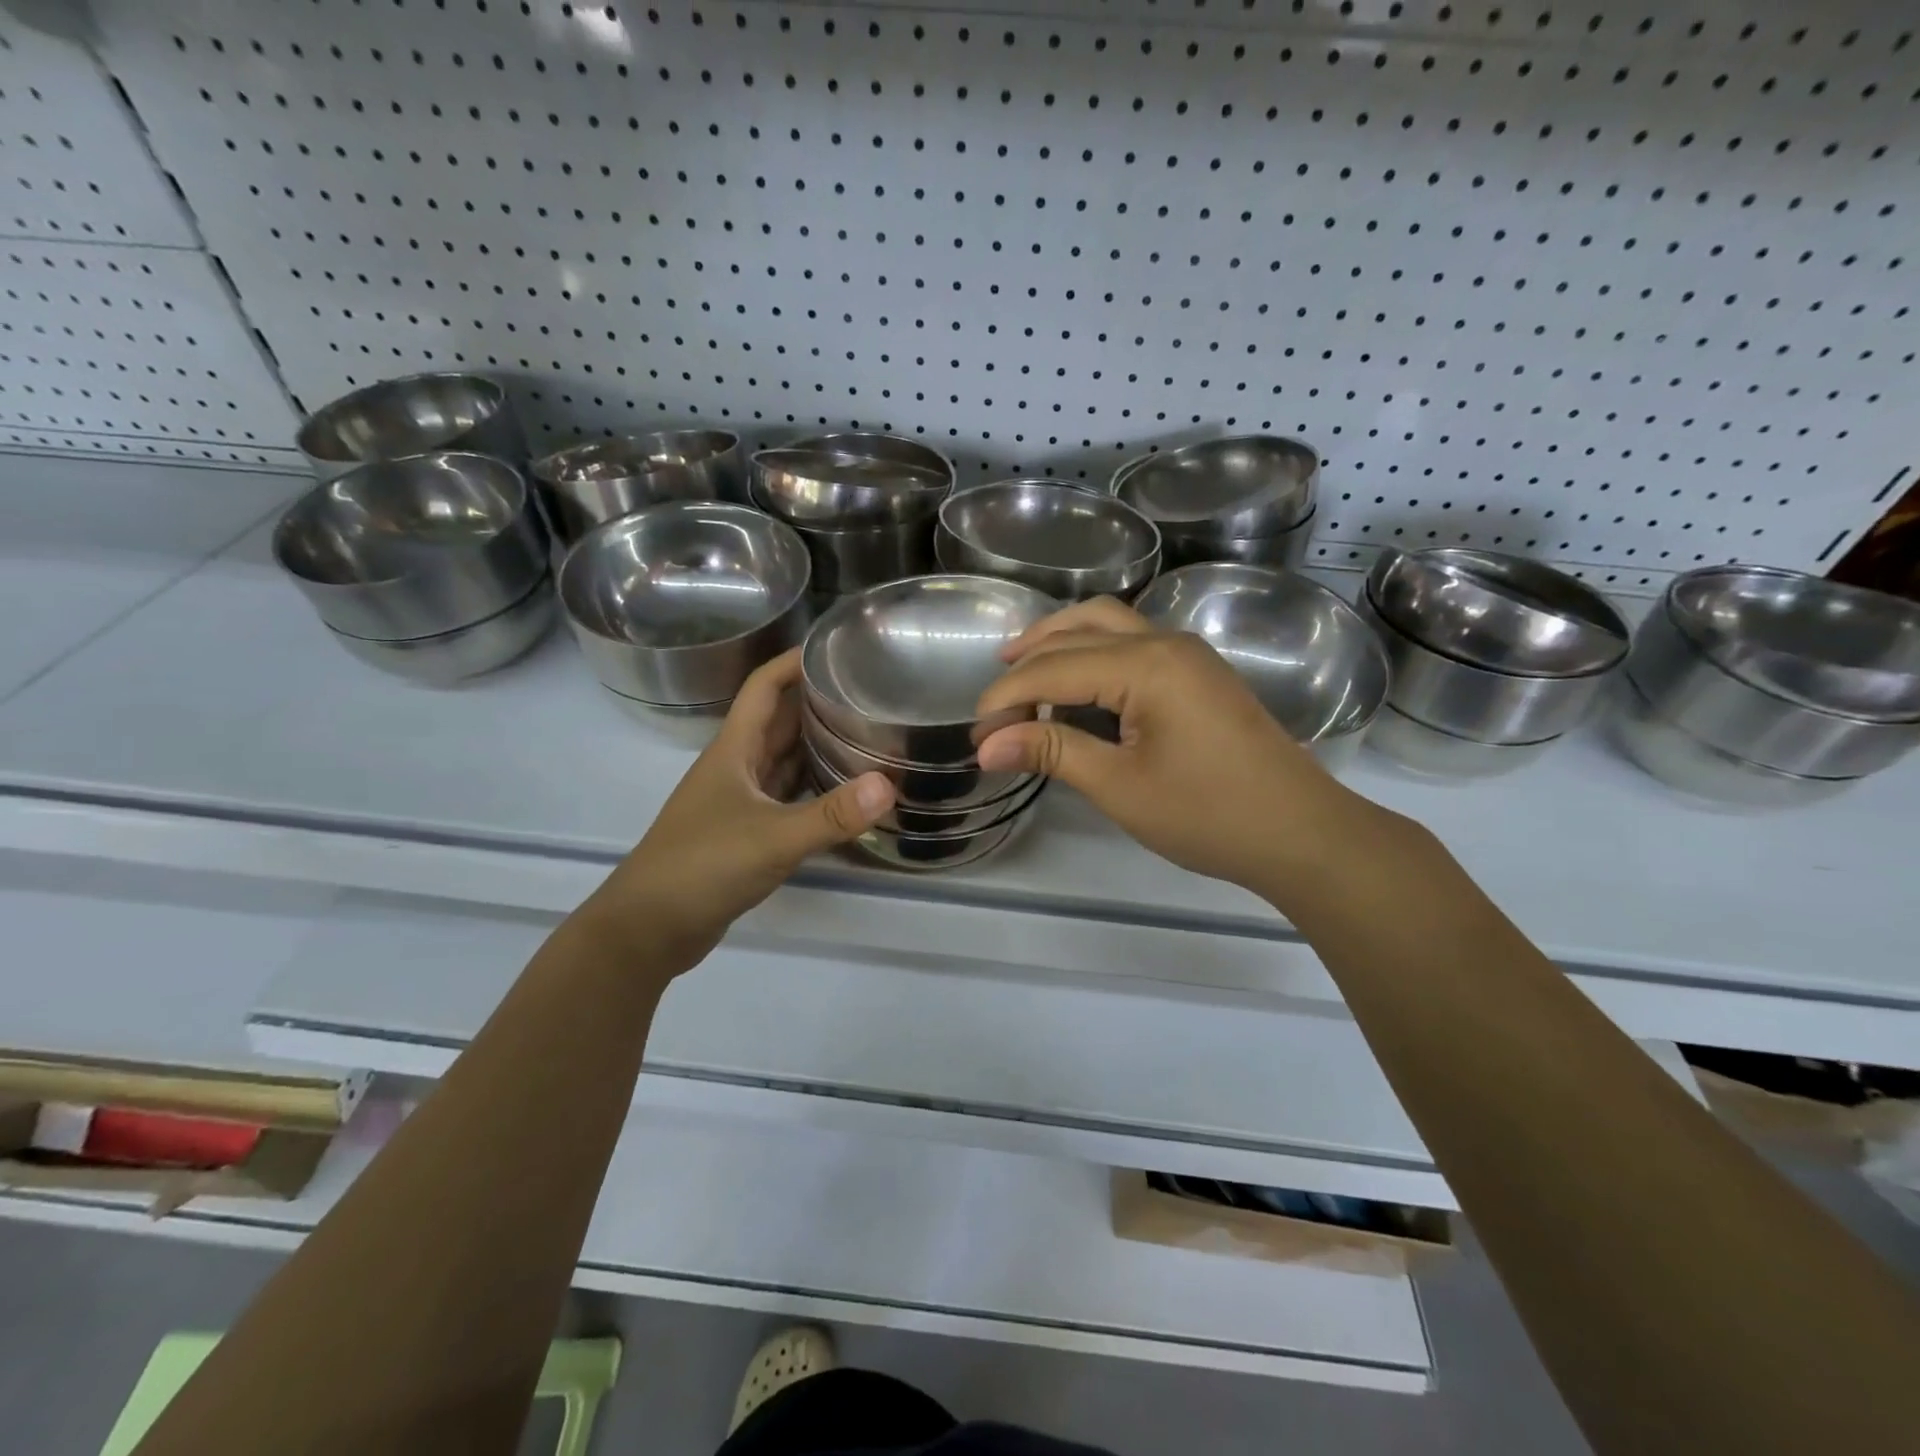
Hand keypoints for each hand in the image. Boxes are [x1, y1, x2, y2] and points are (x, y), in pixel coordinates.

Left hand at [588, 648, 894, 967]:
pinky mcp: (745, 833)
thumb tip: (889, 785)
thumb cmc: (702, 866)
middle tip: (869, 693)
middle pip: (778, 720)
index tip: (835, 649)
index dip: (794, 662)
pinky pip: (786, 796)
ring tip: (867, 735)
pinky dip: (813, 789)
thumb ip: (830, 815)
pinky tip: (845, 795)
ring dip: (817, 745)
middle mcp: (736, 767)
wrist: (649, 928)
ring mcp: (739, 801)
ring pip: (783, 760)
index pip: (763, 687)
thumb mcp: (771, 838)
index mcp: (733, 750)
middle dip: (817, 701)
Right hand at [973, 597, 1395, 901]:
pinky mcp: (1197, 673)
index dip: (1006, 698)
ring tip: (1019, 669)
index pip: (1053, 668)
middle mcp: (1165, 642)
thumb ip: (1052, 752)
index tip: (976, 736)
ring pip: (1107, 624)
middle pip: (1076, 632)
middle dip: (1026, 665)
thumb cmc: (1209, 814)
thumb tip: (987, 745)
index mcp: (1146, 664)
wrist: (1301, 833)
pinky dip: (1090, 653)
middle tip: (992, 708)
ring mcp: (1187, 654)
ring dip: (1058, 642)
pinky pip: (1130, 643)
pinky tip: (1074, 685)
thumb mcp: (1119, 786)